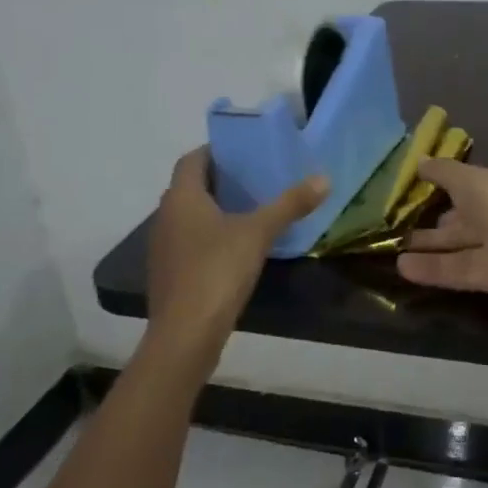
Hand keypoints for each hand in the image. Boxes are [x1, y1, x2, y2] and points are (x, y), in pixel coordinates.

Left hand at [146, 148, 327, 362]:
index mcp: (182, 197)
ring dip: (215, 209)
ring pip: (189, 216)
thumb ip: (290, 204)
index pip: (193, 159)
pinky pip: (189, 242)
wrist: (185, 335)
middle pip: (190, 186)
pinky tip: (236, 247)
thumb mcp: (259, 233)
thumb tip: (324, 178)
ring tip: (251, 209)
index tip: (245, 152)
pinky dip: (210, 236)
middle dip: (220, 180)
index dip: (216, 152)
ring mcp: (163, 248)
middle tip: (256, 178)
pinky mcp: (169, 274)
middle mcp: (165, 216)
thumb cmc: (217, 271)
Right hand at [396, 159, 487, 304]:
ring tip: (393, 251)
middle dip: (434, 222)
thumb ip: (442, 171)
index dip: (446, 186)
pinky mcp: (487, 278)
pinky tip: (401, 268)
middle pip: (462, 220)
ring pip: (456, 247)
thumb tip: (419, 160)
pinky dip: (429, 268)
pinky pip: (454, 270)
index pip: (469, 186)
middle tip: (400, 225)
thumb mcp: (465, 178)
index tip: (418, 188)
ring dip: (427, 248)